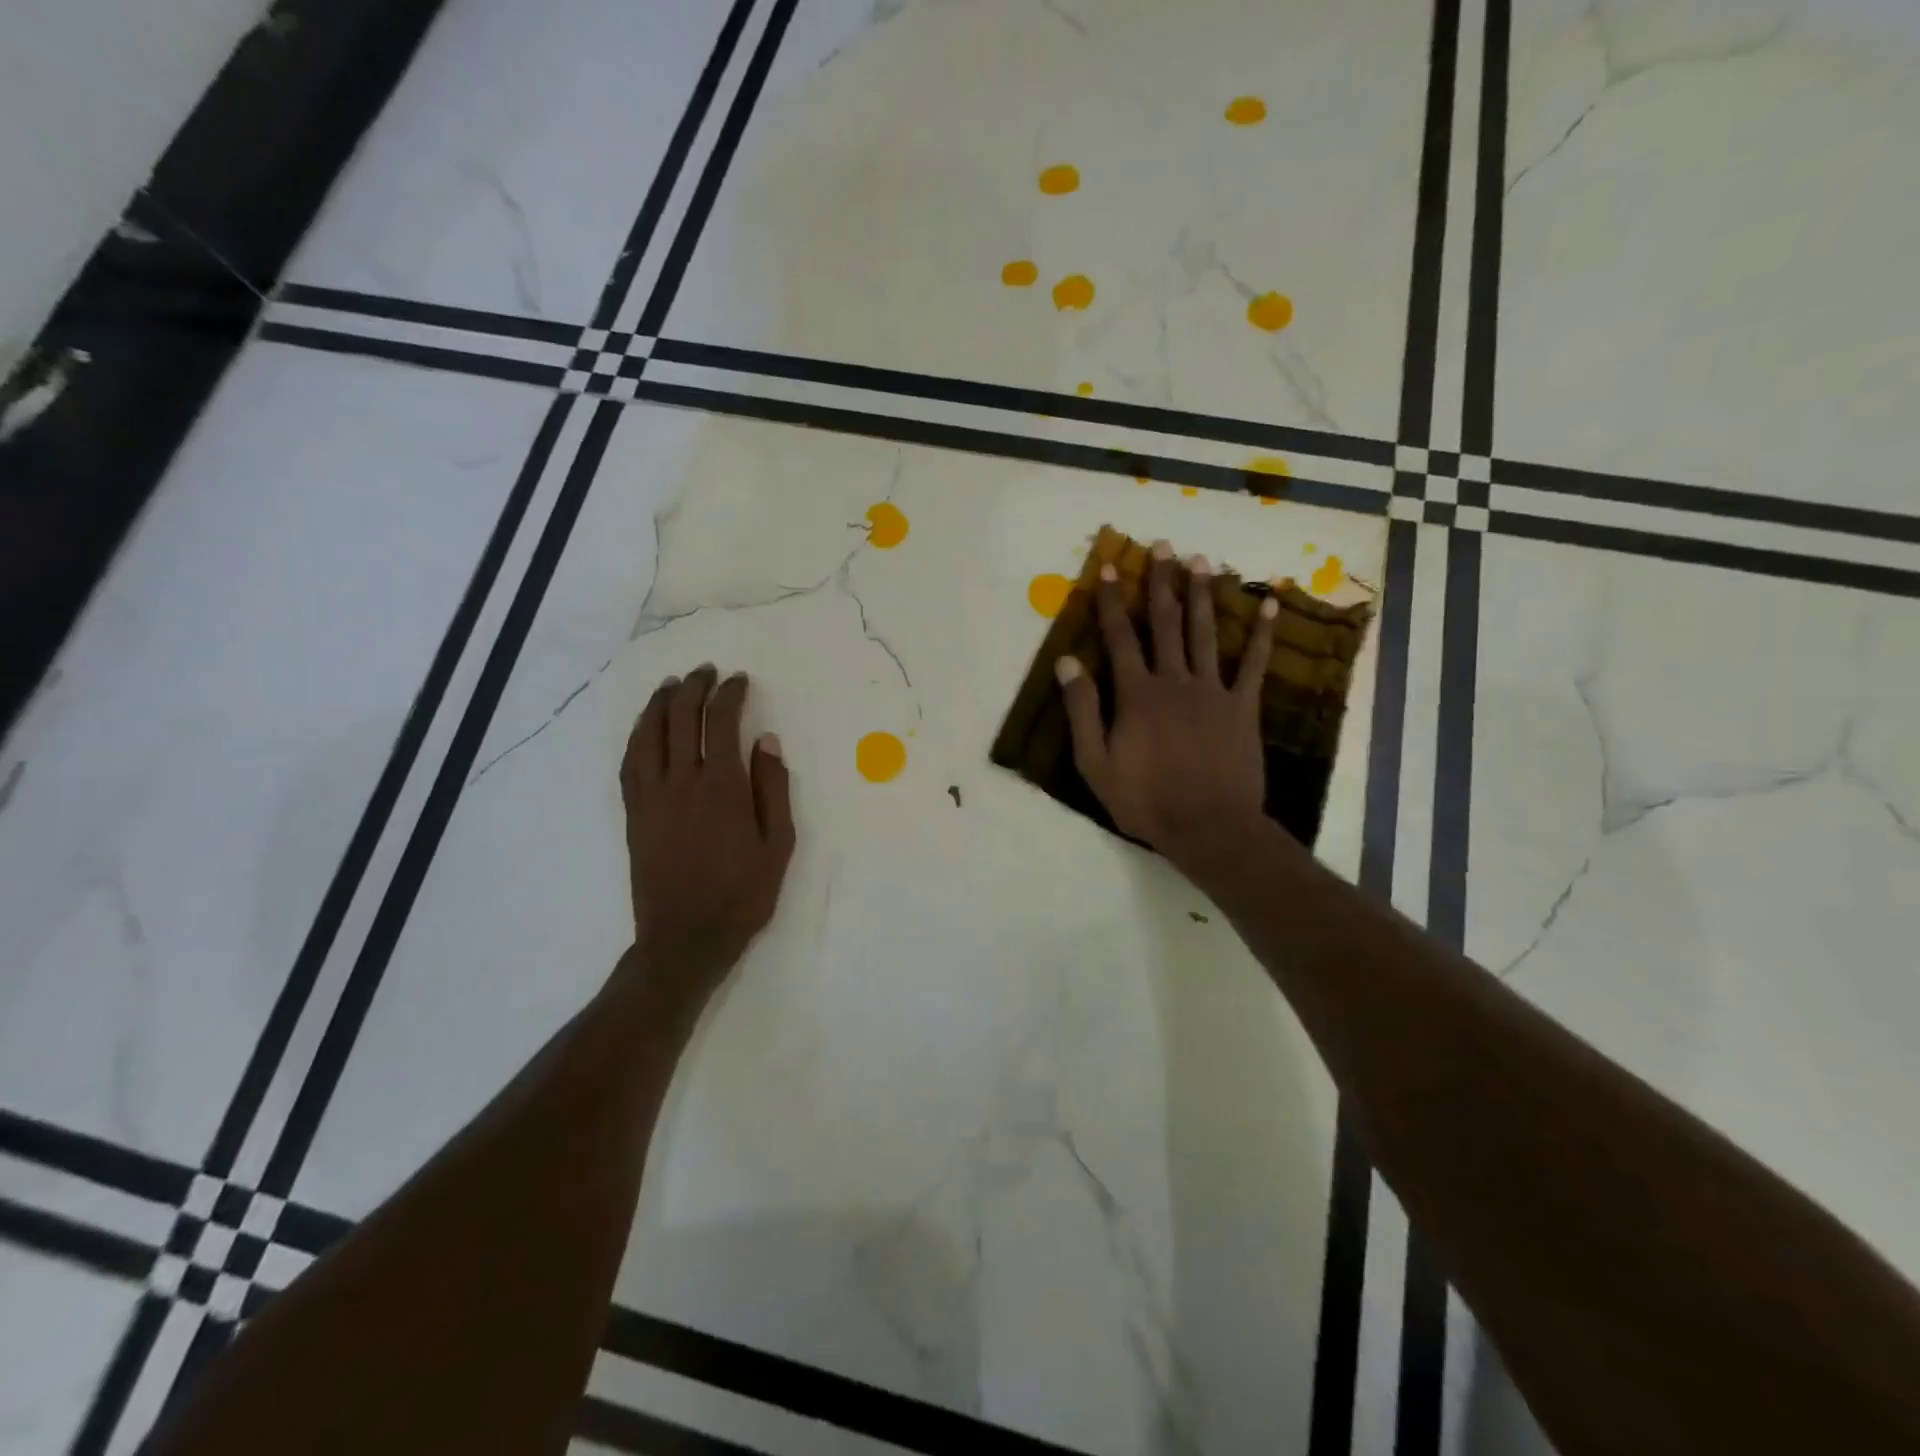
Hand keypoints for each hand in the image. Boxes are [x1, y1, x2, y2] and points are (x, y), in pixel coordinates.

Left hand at [619, 666, 795, 1008]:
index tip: (739, 680)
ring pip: (649, 735)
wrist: (686, 938)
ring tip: (672, 685)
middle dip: (694, 688)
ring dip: (660, 703)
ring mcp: (652, 797)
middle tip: (706, 672)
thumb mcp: (778, 844)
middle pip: (681, 719)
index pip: (721, 722)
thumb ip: (772, 789)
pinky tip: (645, 727)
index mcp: (722, 787)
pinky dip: (637, 736)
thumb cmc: (742, 894)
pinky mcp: (635, 813)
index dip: (730, 694)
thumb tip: (767, 741)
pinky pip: (630, 762)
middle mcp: (681, 782)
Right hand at [1056, 540, 1278, 872]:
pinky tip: (1271, 605)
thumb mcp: (1095, 763)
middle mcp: (1174, 681)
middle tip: (1163, 546)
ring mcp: (1213, 691)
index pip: (1119, 637)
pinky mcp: (1243, 707)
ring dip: (1201, 595)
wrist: (1208, 827)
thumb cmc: (1145, 800)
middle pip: (1165, 623)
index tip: (1107, 569)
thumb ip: (1081, 710)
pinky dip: (1263, 634)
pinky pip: (1255, 664)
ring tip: (1200, 561)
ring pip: (1205, 633)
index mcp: (1136, 694)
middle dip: (1161, 582)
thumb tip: (1067, 662)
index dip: (1111, 602)